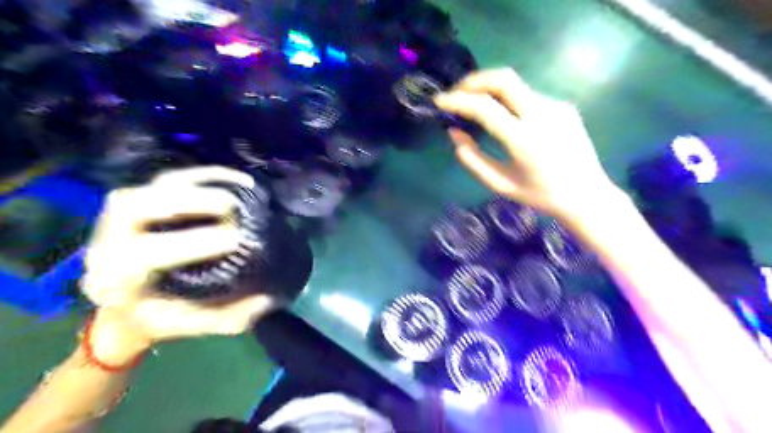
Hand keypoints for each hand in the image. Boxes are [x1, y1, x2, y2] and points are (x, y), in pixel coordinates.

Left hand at [79, 167, 273, 360]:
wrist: (128, 309)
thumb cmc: (164, 318)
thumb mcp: (198, 324)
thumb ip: (233, 314)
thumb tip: (269, 295)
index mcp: (117, 281)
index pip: (143, 256)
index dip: (190, 243)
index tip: (236, 240)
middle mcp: (109, 243)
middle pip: (136, 207)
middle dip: (188, 202)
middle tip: (234, 207)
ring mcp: (120, 217)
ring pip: (153, 186)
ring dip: (200, 183)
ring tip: (241, 188)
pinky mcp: (145, 201)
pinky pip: (171, 179)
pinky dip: (205, 176)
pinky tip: (236, 180)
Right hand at [434, 69, 618, 220]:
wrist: (587, 194)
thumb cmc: (540, 195)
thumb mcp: (500, 184)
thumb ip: (472, 159)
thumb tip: (454, 132)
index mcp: (524, 140)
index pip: (485, 107)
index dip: (457, 100)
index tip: (439, 101)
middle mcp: (543, 115)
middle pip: (503, 79)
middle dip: (473, 81)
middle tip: (456, 93)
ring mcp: (557, 106)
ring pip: (515, 86)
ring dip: (489, 90)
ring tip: (474, 105)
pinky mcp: (564, 106)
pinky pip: (528, 96)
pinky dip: (508, 100)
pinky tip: (504, 117)